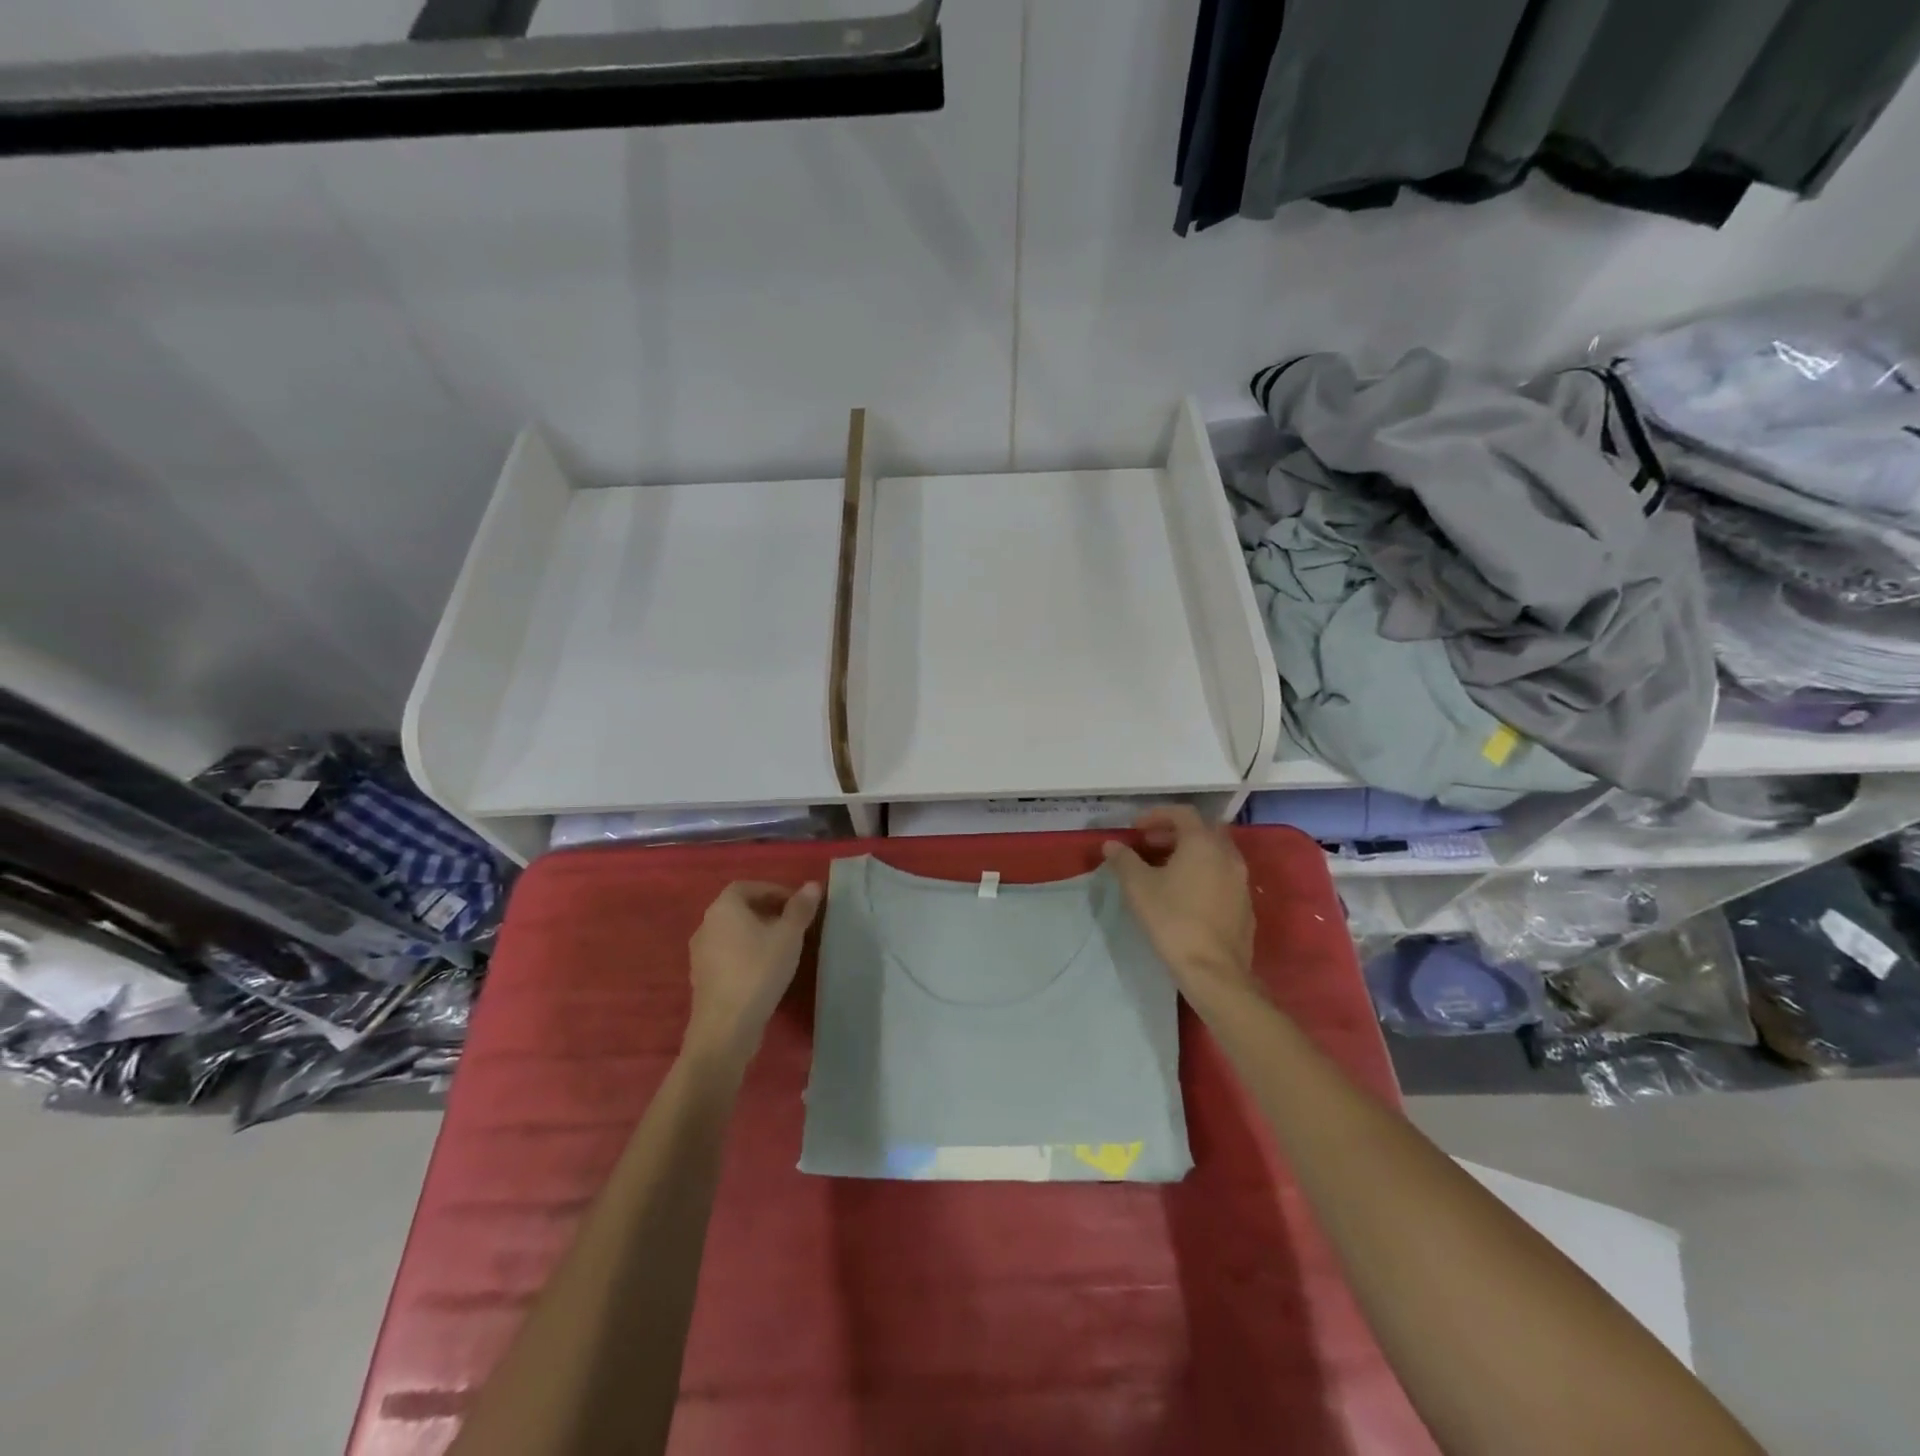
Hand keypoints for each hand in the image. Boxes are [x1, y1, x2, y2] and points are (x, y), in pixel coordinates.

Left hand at [685, 880, 821, 1066]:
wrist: (725, 1028)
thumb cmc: (758, 971)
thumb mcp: (788, 936)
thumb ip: (800, 908)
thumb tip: (812, 885)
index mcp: (724, 908)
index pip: (748, 886)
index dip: (774, 890)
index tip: (797, 905)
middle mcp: (706, 925)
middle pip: (739, 908)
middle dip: (768, 911)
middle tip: (795, 924)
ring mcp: (700, 953)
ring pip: (733, 932)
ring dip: (757, 933)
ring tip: (784, 947)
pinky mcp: (702, 978)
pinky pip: (727, 954)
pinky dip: (746, 953)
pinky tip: (765, 969)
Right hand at [1103, 807, 1255, 997]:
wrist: (1214, 970)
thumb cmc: (1172, 920)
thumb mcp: (1138, 887)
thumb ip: (1124, 860)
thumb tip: (1111, 844)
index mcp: (1203, 843)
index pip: (1183, 813)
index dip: (1157, 815)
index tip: (1136, 829)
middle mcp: (1228, 855)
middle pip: (1202, 831)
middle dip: (1174, 833)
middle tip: (1149, 846)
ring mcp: (1241, 881)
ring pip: (1215, 855)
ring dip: (1190, 854)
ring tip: (1164, 871)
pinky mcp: (1245, 906)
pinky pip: (1223, 877)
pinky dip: (1204, 874)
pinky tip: (1186, 896)